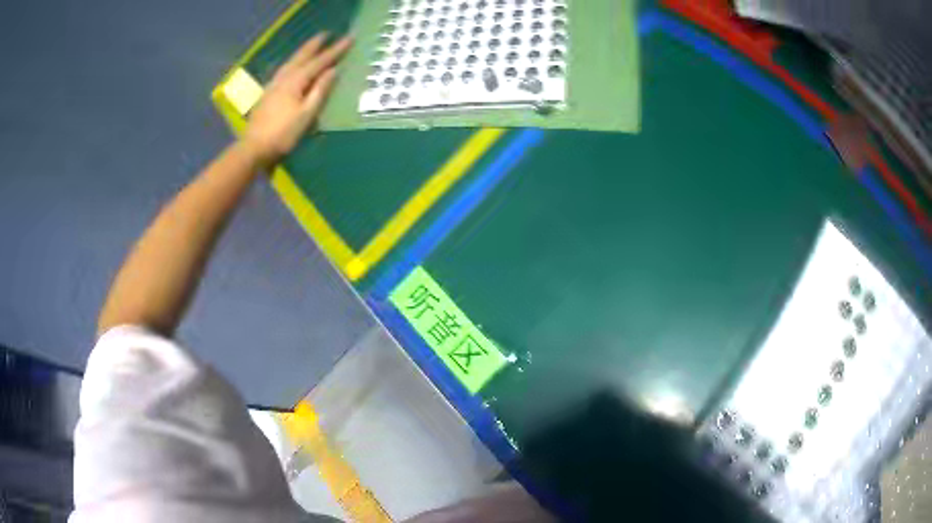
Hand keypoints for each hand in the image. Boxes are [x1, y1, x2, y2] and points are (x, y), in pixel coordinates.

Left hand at [243, 33, 351, 164]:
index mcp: (295, 81)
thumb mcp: (306, 114)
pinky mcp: (268, 93)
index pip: (319, 61)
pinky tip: (293, 66)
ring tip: (312, 45)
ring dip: (303, 52)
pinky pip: (284, 70)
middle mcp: (284, 78)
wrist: (254, 148)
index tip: (349, 39)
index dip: (335, 50)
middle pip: (302, 56)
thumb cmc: (283, 134)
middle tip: (327, 33)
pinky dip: (293, 62)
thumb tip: (332, 71)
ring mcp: (273, 85)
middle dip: (315, 44)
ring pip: (291, 62)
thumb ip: (320, 91)